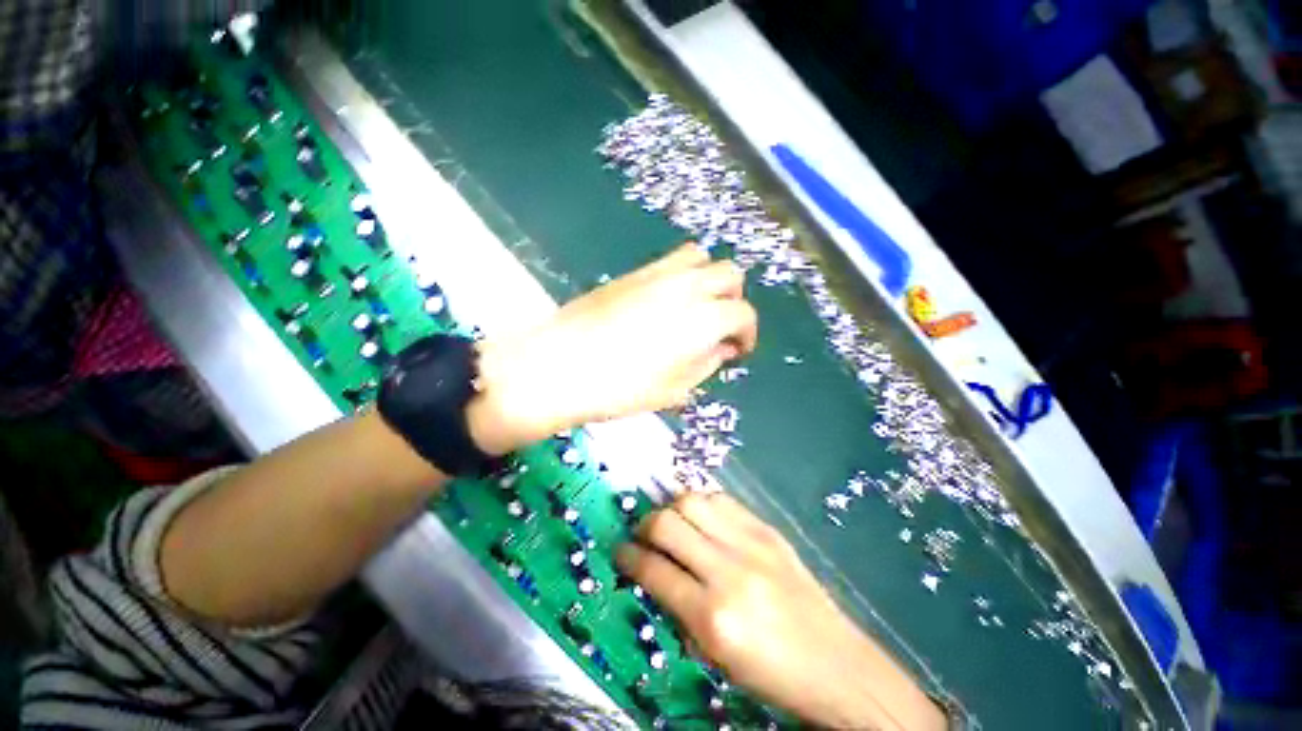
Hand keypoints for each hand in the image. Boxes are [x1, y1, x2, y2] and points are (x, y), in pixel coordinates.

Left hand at [468, 244, 756, 454]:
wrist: (559, 366)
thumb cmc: (621, 388)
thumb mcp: (675, 389)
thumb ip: (706, 364)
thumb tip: (720, 348)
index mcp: (703, 318)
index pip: (743, 314)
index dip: (747, 333)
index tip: (737, 350)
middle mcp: (687, 286)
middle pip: (730, 274)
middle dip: (733, 300)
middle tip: (719, 327)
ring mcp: (658, 273)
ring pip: (701, 256)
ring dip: (708, 279)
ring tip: (695, 307)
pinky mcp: (633, 272)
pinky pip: (670, 260)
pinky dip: (682, 275)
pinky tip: (666, 302)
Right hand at [617, 493, 946, 730]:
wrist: (836, 664)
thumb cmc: (771, 673)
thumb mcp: (715, 655)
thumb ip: (678, 609)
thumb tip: (652, 572)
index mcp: (713, 616)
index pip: (653, 570)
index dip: (628, 557)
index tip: (620, 553)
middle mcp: (729, 570)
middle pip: (667, 523)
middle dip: (645, 526)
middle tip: (643, 536)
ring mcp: (751, 543)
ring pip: (692, 500)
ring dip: (671, 509)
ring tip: (670, 523)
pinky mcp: (767, 529)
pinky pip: (721, 500)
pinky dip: (701, 504)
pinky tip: (700, 518)